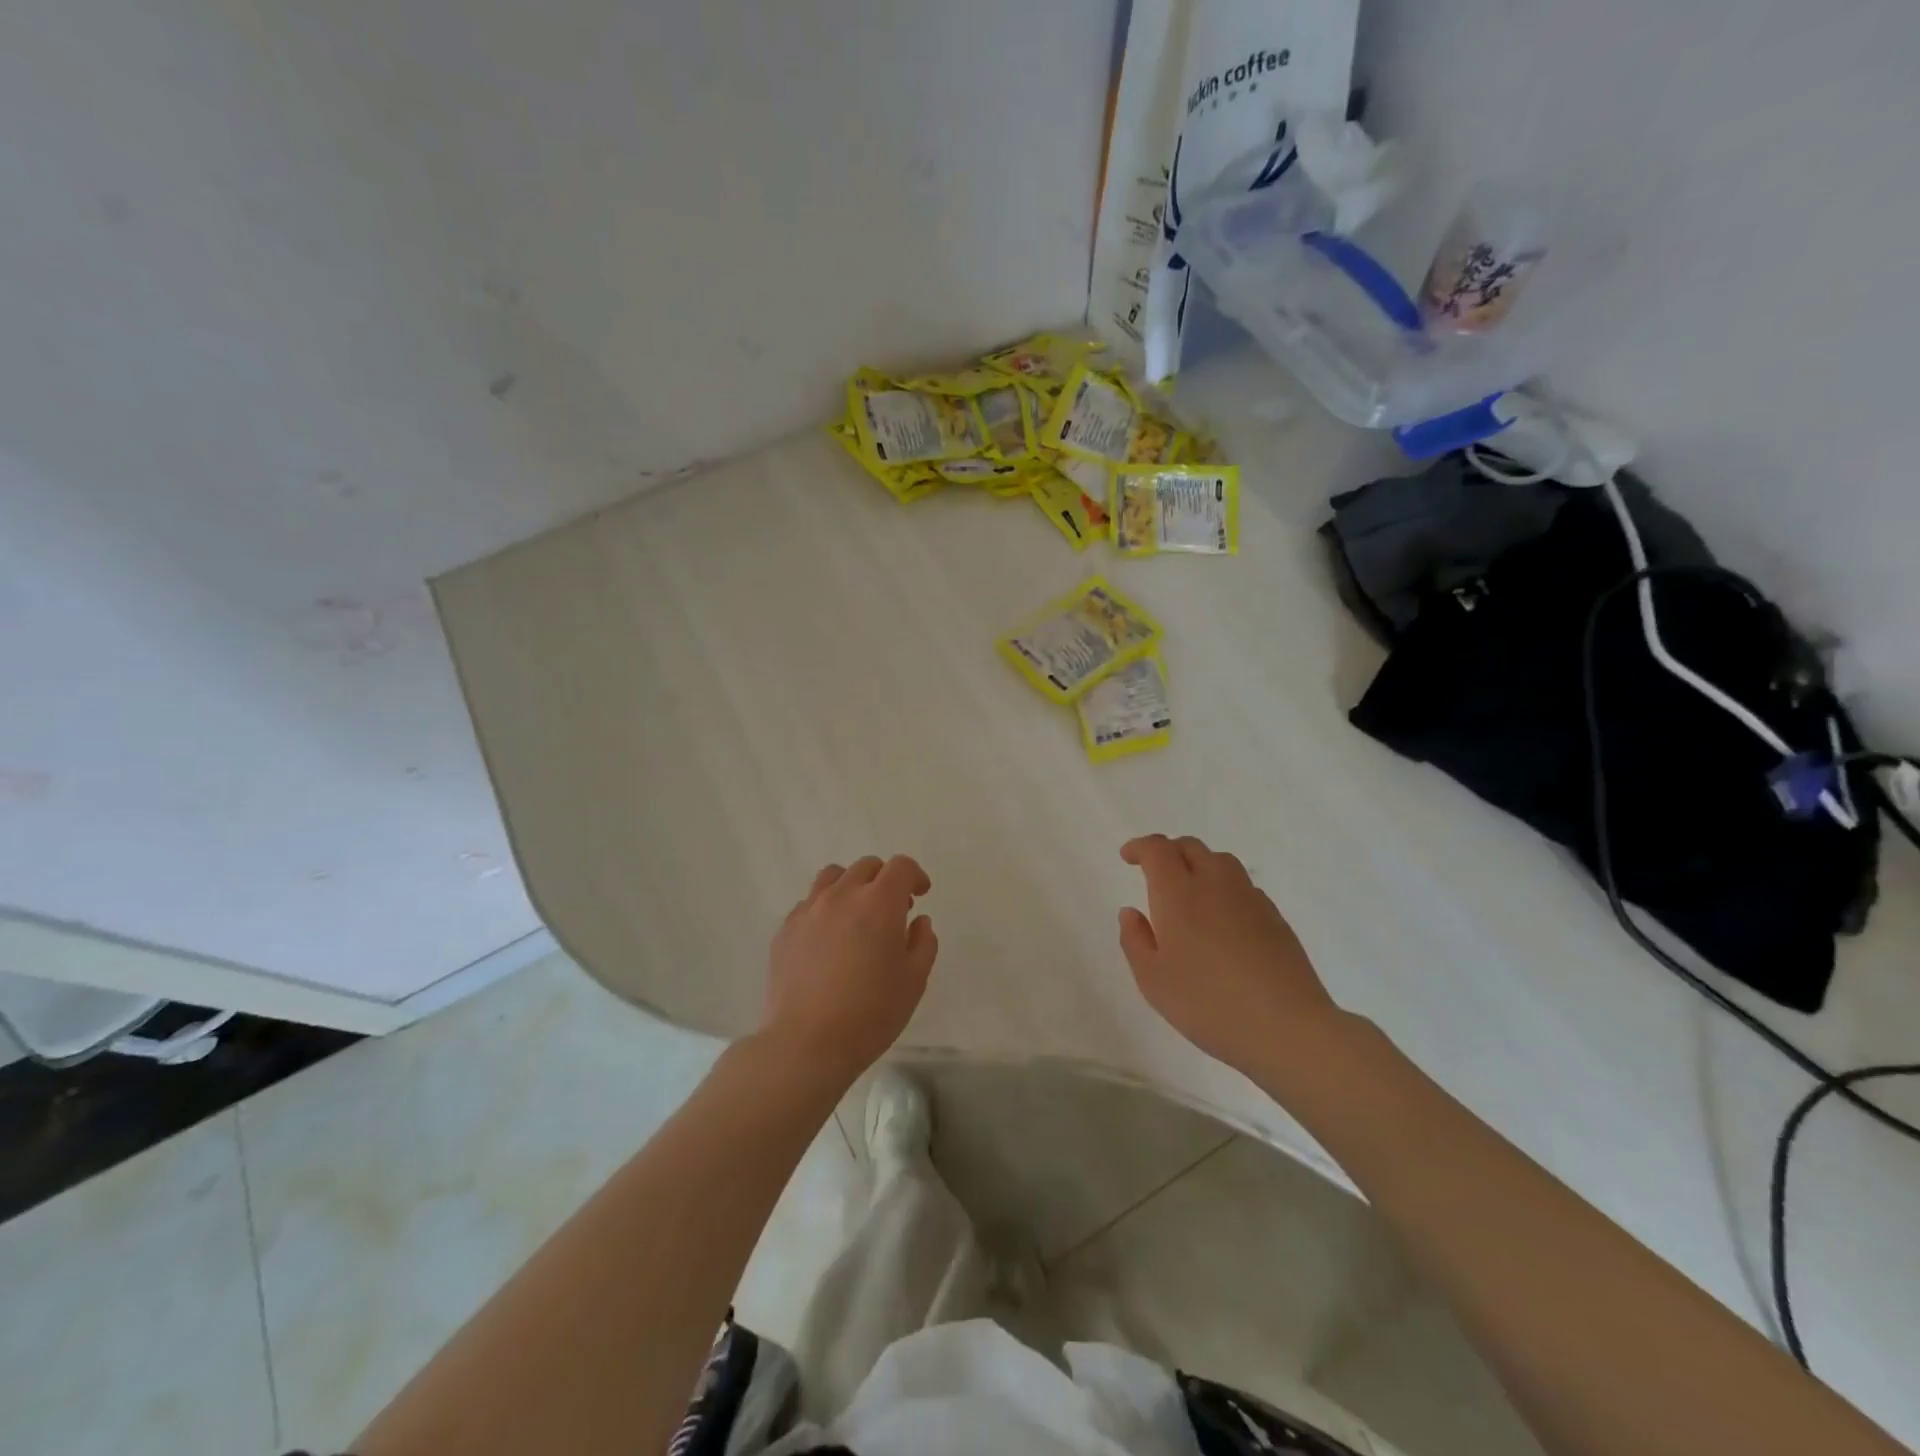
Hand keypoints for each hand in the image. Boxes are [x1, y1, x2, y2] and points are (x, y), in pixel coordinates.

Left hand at [762, 855, 937, 1078]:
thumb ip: (923, 943)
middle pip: (867, 866)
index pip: (901, 867)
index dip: (915, 876)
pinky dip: (825, 909)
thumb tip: (918, 922)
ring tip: (856, 916)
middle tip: (893, 910)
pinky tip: (828, 939)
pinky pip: (809, 903)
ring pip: (833, 877)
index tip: (921, 895)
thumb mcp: (914, 981)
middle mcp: (842, 895)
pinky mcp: (786, 929)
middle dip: (885, 880)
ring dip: (852, 886)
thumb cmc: (870, 1013)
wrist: (806, 1043)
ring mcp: (809, 910)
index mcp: (879, 903)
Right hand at [1118, 834, 1339, 1075]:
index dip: (1141, 846)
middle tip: (1155, 873)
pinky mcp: (1275, 917)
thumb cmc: (1208, 1004)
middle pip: (1191, 847)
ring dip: (1199, 864)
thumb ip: (1135, 940)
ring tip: (1190, 891)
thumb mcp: (1153, 980)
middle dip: (1168, 851)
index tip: (1128, 857)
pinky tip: (1222, 919)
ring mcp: (1250, 898)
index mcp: (1178, 894)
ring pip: (1221, 861)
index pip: (1158, 849)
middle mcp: (1215, 884)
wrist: (1287, 1027)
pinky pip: (1243, 886)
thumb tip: (1131, 912)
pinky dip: (1224, 888)